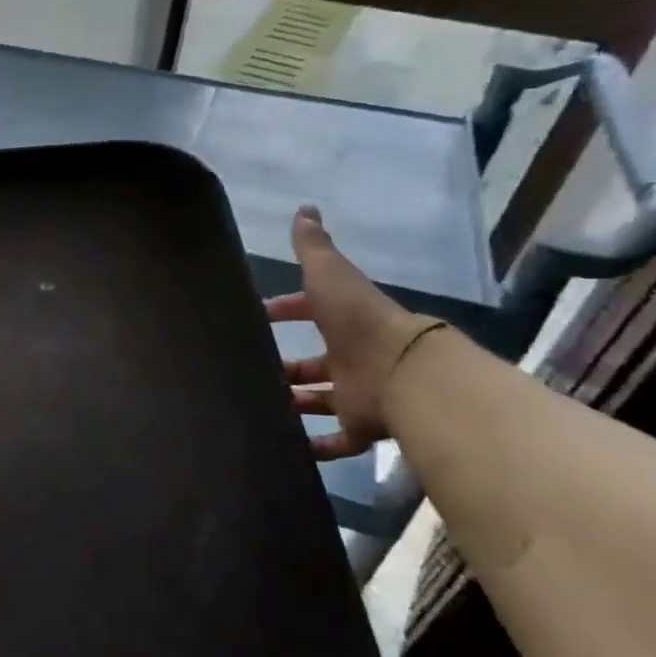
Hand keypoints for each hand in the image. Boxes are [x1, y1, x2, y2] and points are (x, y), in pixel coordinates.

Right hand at [266, 206, 444, 460]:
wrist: (403, 372)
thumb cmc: (359, 321)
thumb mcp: (330, 275)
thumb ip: (315, 247)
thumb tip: (304, 209)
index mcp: (344, 321)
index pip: (311, 310)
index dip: (286, 310)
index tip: (258, 316)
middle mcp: (352, 357)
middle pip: (315, 363)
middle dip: (287, 366)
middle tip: (252, 370)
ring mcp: (358, 393)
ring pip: (321, 400)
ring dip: (295, 403)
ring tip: (258, 407)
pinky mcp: (362, 427)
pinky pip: (337, 440)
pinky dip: (315, 446)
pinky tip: (288, 447)